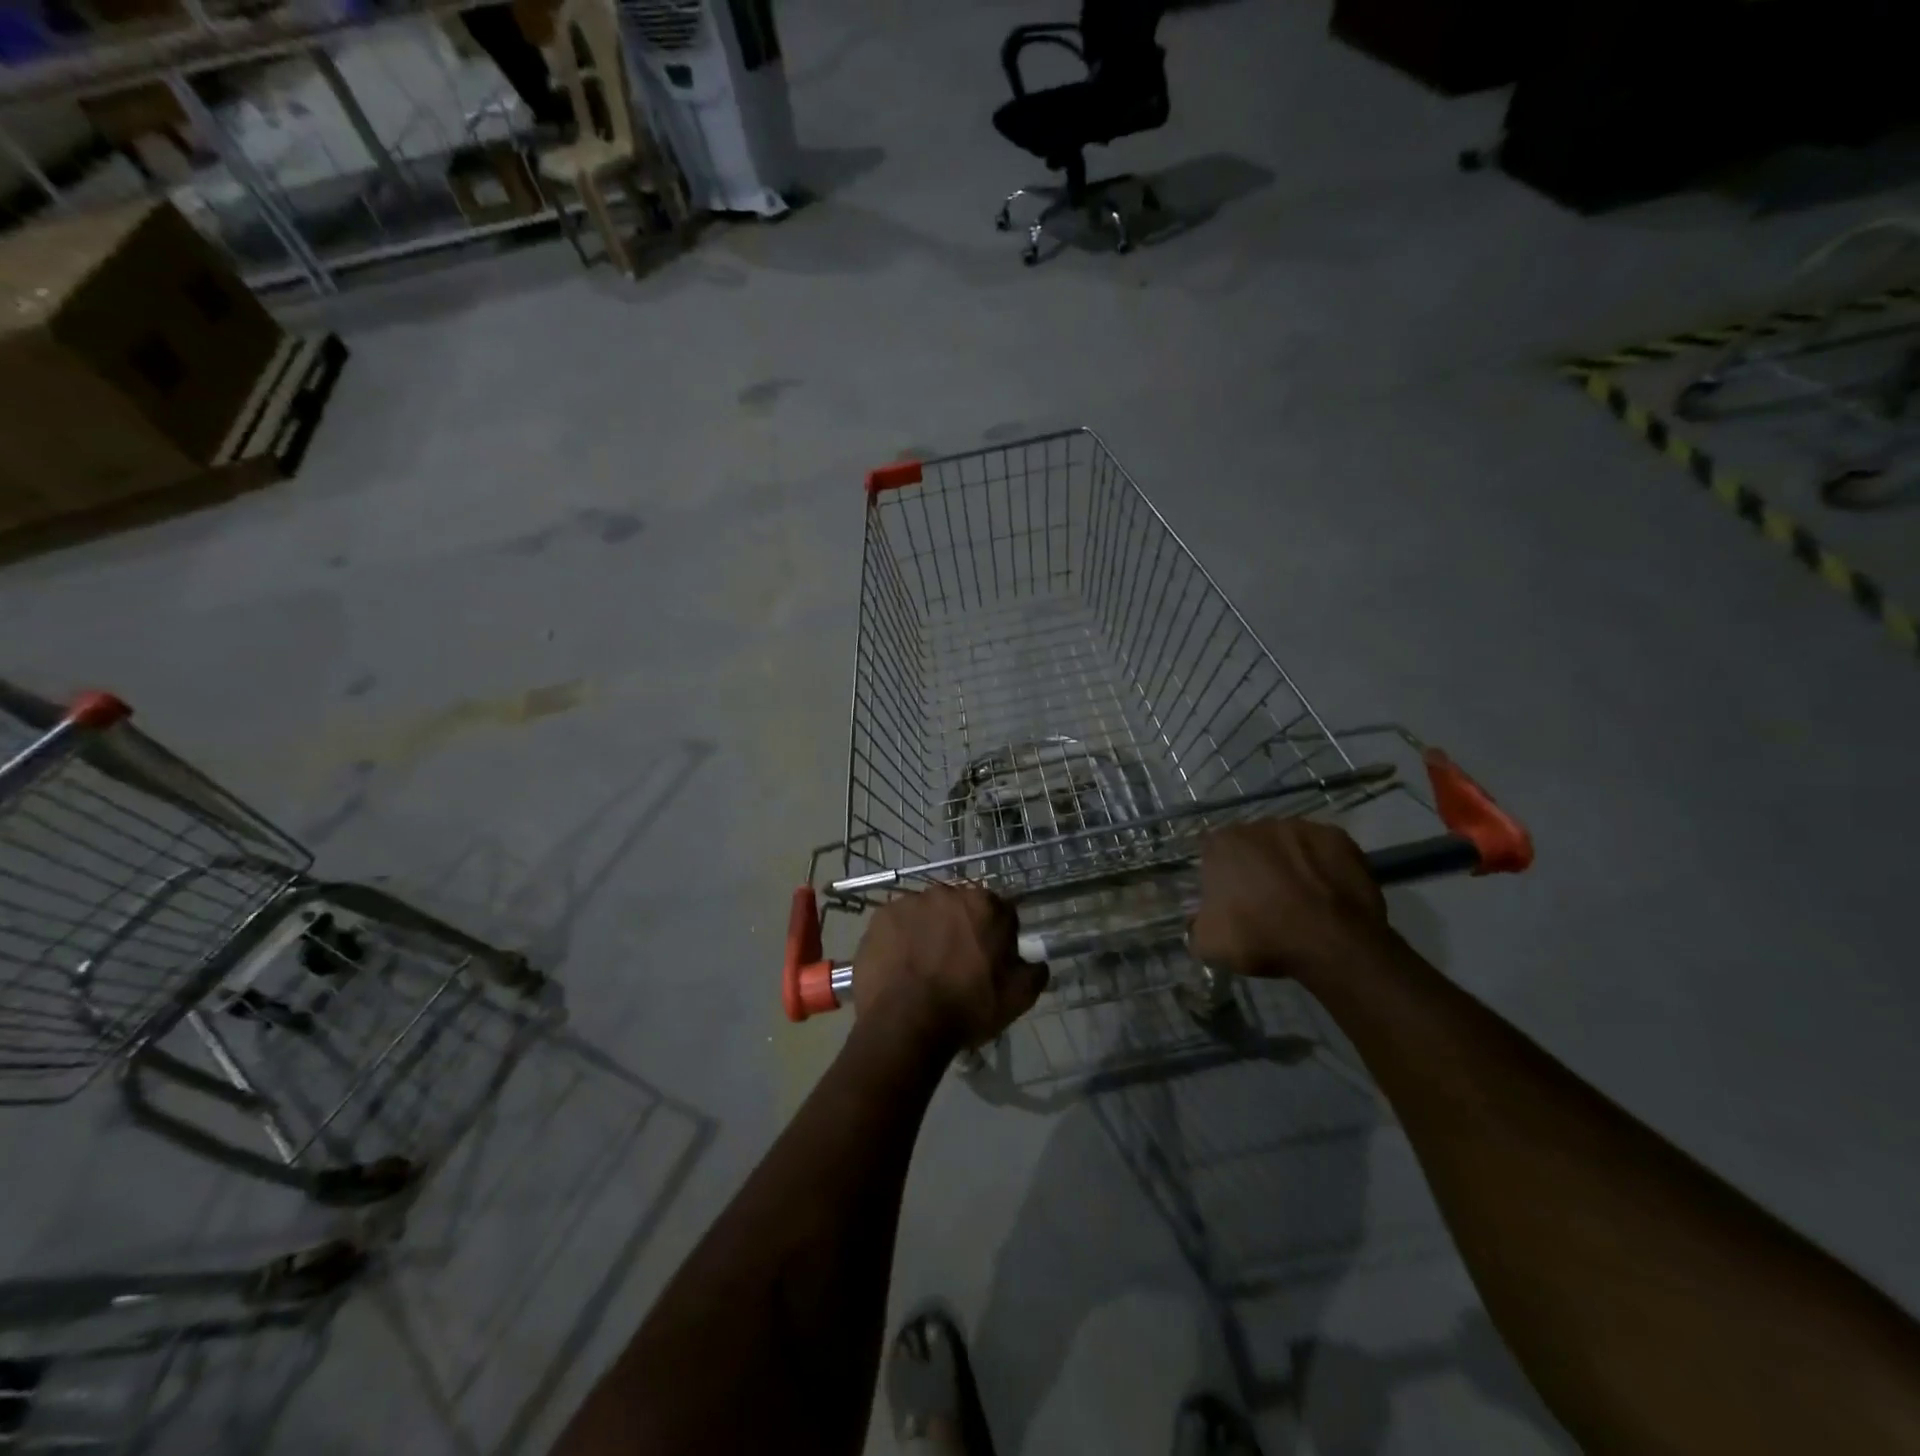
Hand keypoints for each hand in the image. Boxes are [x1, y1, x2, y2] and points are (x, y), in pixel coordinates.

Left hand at [853, 884, 1048, 1053]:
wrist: (905, 1024)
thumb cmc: (966, 1008)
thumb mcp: (1017, 998)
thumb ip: (1034, 971)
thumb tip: (1035, 961)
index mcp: (985, 904)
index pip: (998, 911)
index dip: (995, 935)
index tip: (989, 959)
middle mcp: (947, 892)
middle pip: (959, 908)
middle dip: (960, 928)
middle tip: (954, 963)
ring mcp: (910, 901)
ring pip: (926, 913)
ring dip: (928, 930)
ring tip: (922, 966)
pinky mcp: (881, 916)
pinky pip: (897, 923)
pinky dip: (900, 938)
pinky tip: (900, 965)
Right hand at [1190, 819, 1394, 982]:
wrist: (1335, 942)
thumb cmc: (1263, 937)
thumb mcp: (1210, 944)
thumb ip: (1197, 925)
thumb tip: (1199, 921)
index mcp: (1222, 844)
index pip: (1211, 854)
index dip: (1219, 878)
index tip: (1230, 902)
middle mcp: (1259, 825)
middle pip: (1251, 845)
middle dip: (1255, 867)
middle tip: (1265, 902)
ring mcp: (1302, 827)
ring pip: (1288, 845)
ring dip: (1289, 864)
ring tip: (1302, 900)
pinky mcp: (1339, 837)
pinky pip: (1322, 851)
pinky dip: (1322, 867)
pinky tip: (1327, 894)